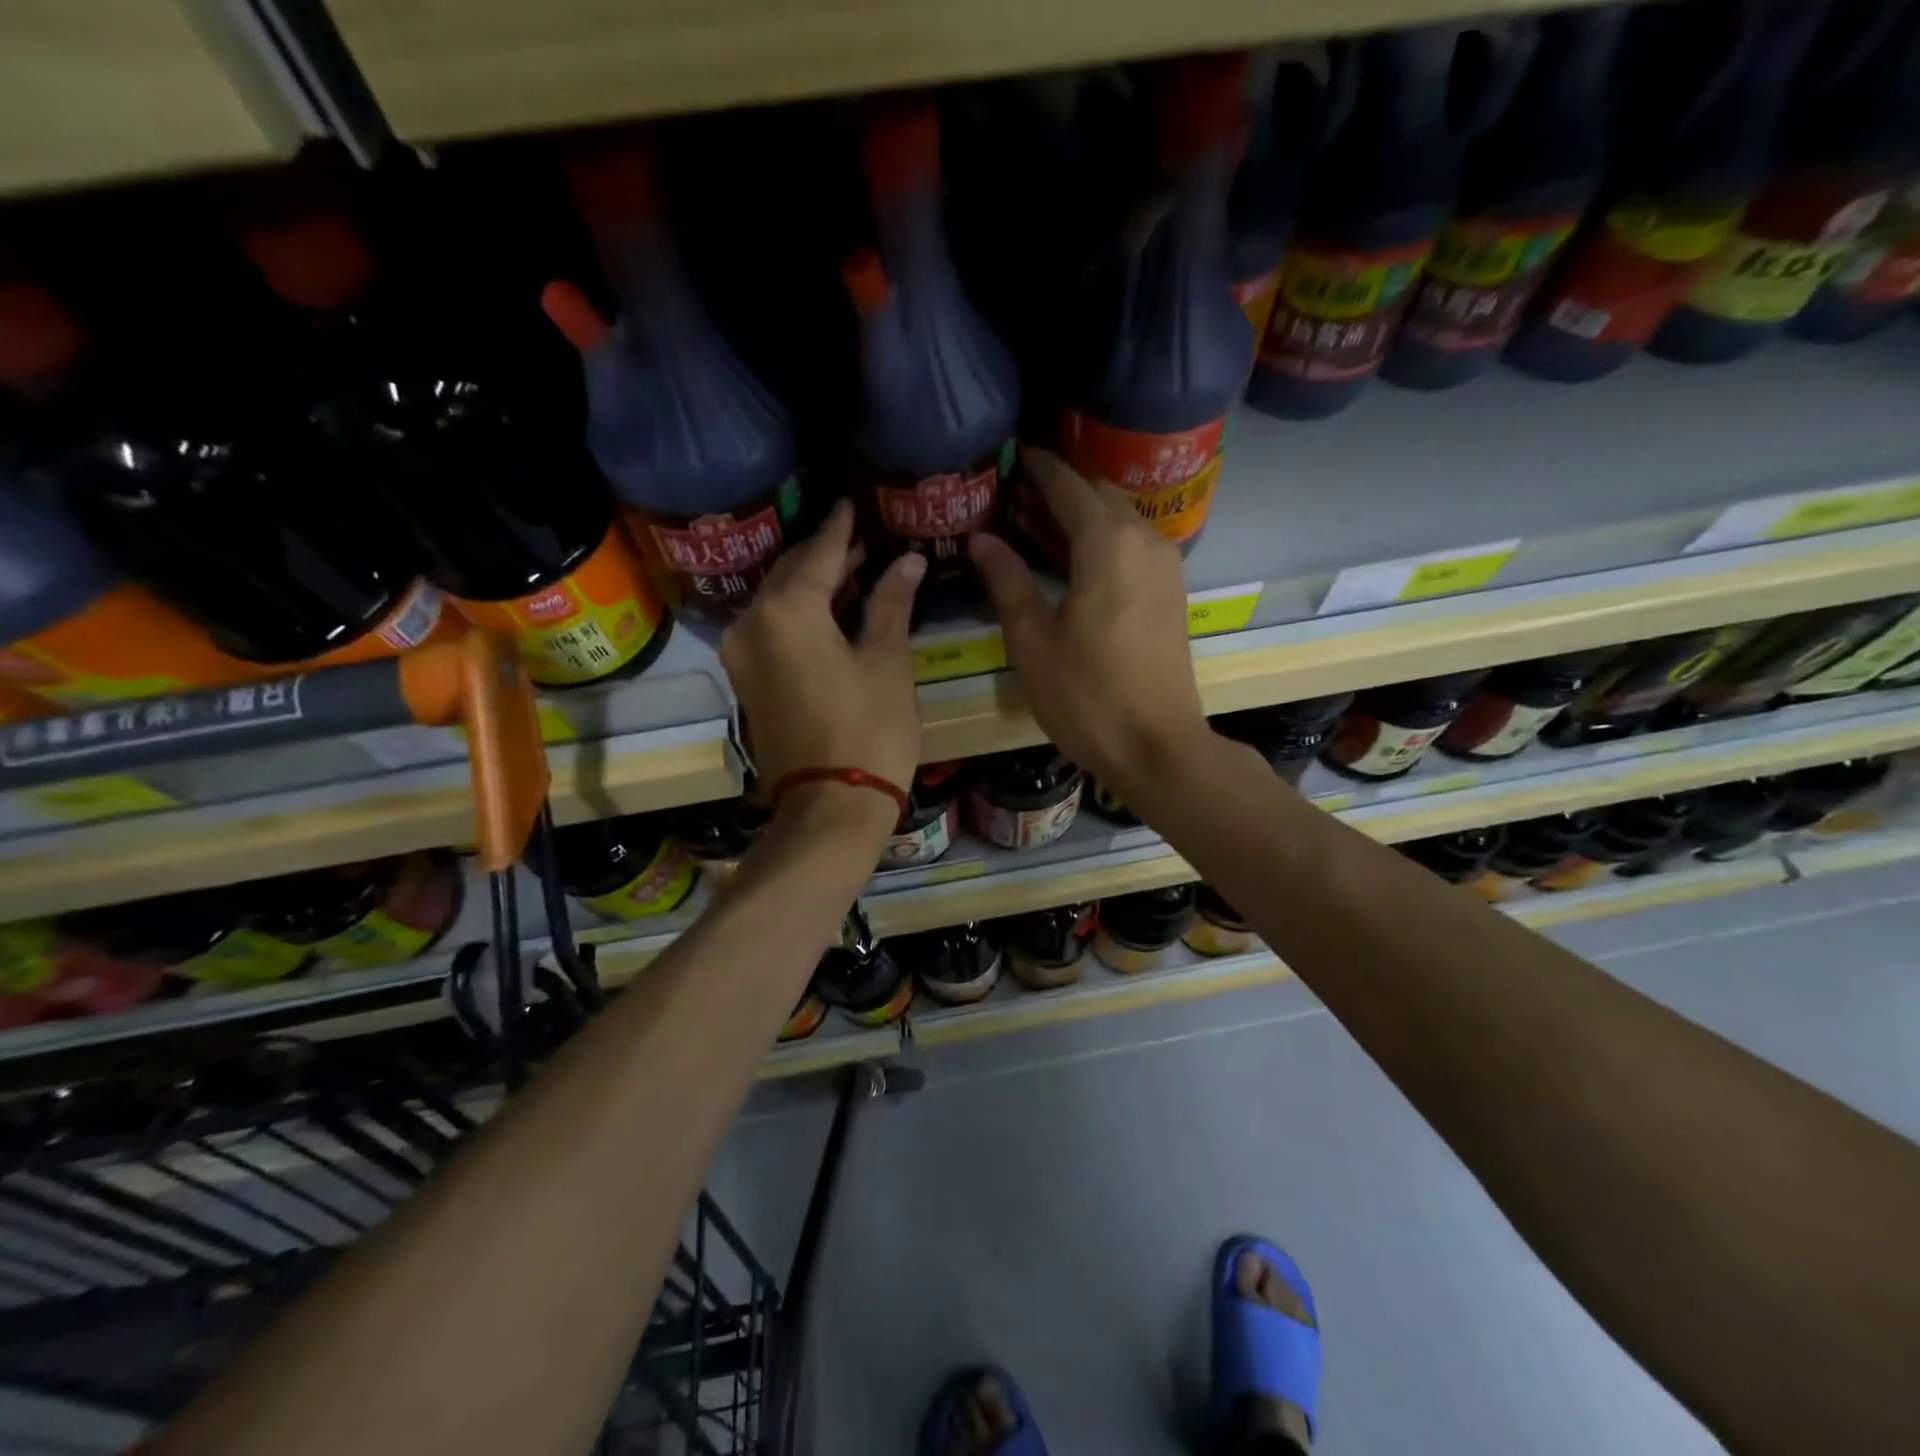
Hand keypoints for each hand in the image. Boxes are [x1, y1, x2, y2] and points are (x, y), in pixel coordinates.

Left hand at [720, 499, 924, 811]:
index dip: (840, 528)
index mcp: (788, 611)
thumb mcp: (887, 662)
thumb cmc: (869, 731)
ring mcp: (742, 654)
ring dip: (812, 585)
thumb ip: (891, 604)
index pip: (819, 553)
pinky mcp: (746, 681)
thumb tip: (908, 561)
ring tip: (852, 571)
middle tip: (860, 539)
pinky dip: (799, 615)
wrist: (829, 808)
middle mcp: (752, 623)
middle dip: (824, 555)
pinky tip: (829, 612)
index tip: (851, 503)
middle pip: (790, 573)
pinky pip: (772, 629)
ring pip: (778, 602)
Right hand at [969, 448, 1209, 796]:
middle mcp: (1144, 539)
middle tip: (1012, 497)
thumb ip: (1006, 580)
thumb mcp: (1032, 640)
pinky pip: (1131, 546)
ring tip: (1033, 526)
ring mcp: (1165, 565)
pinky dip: (1099, 541)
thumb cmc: (1087, 695)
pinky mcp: (1171, 591)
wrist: (1157, 746)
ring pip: (1117, 520)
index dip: (1036, 468)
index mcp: (1107, 542)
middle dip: (1056, 490)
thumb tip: (980, 539)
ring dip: (1079, 516)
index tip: (1008, 457)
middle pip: (1097, 495)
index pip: (1067, 484)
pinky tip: (1070, 560)